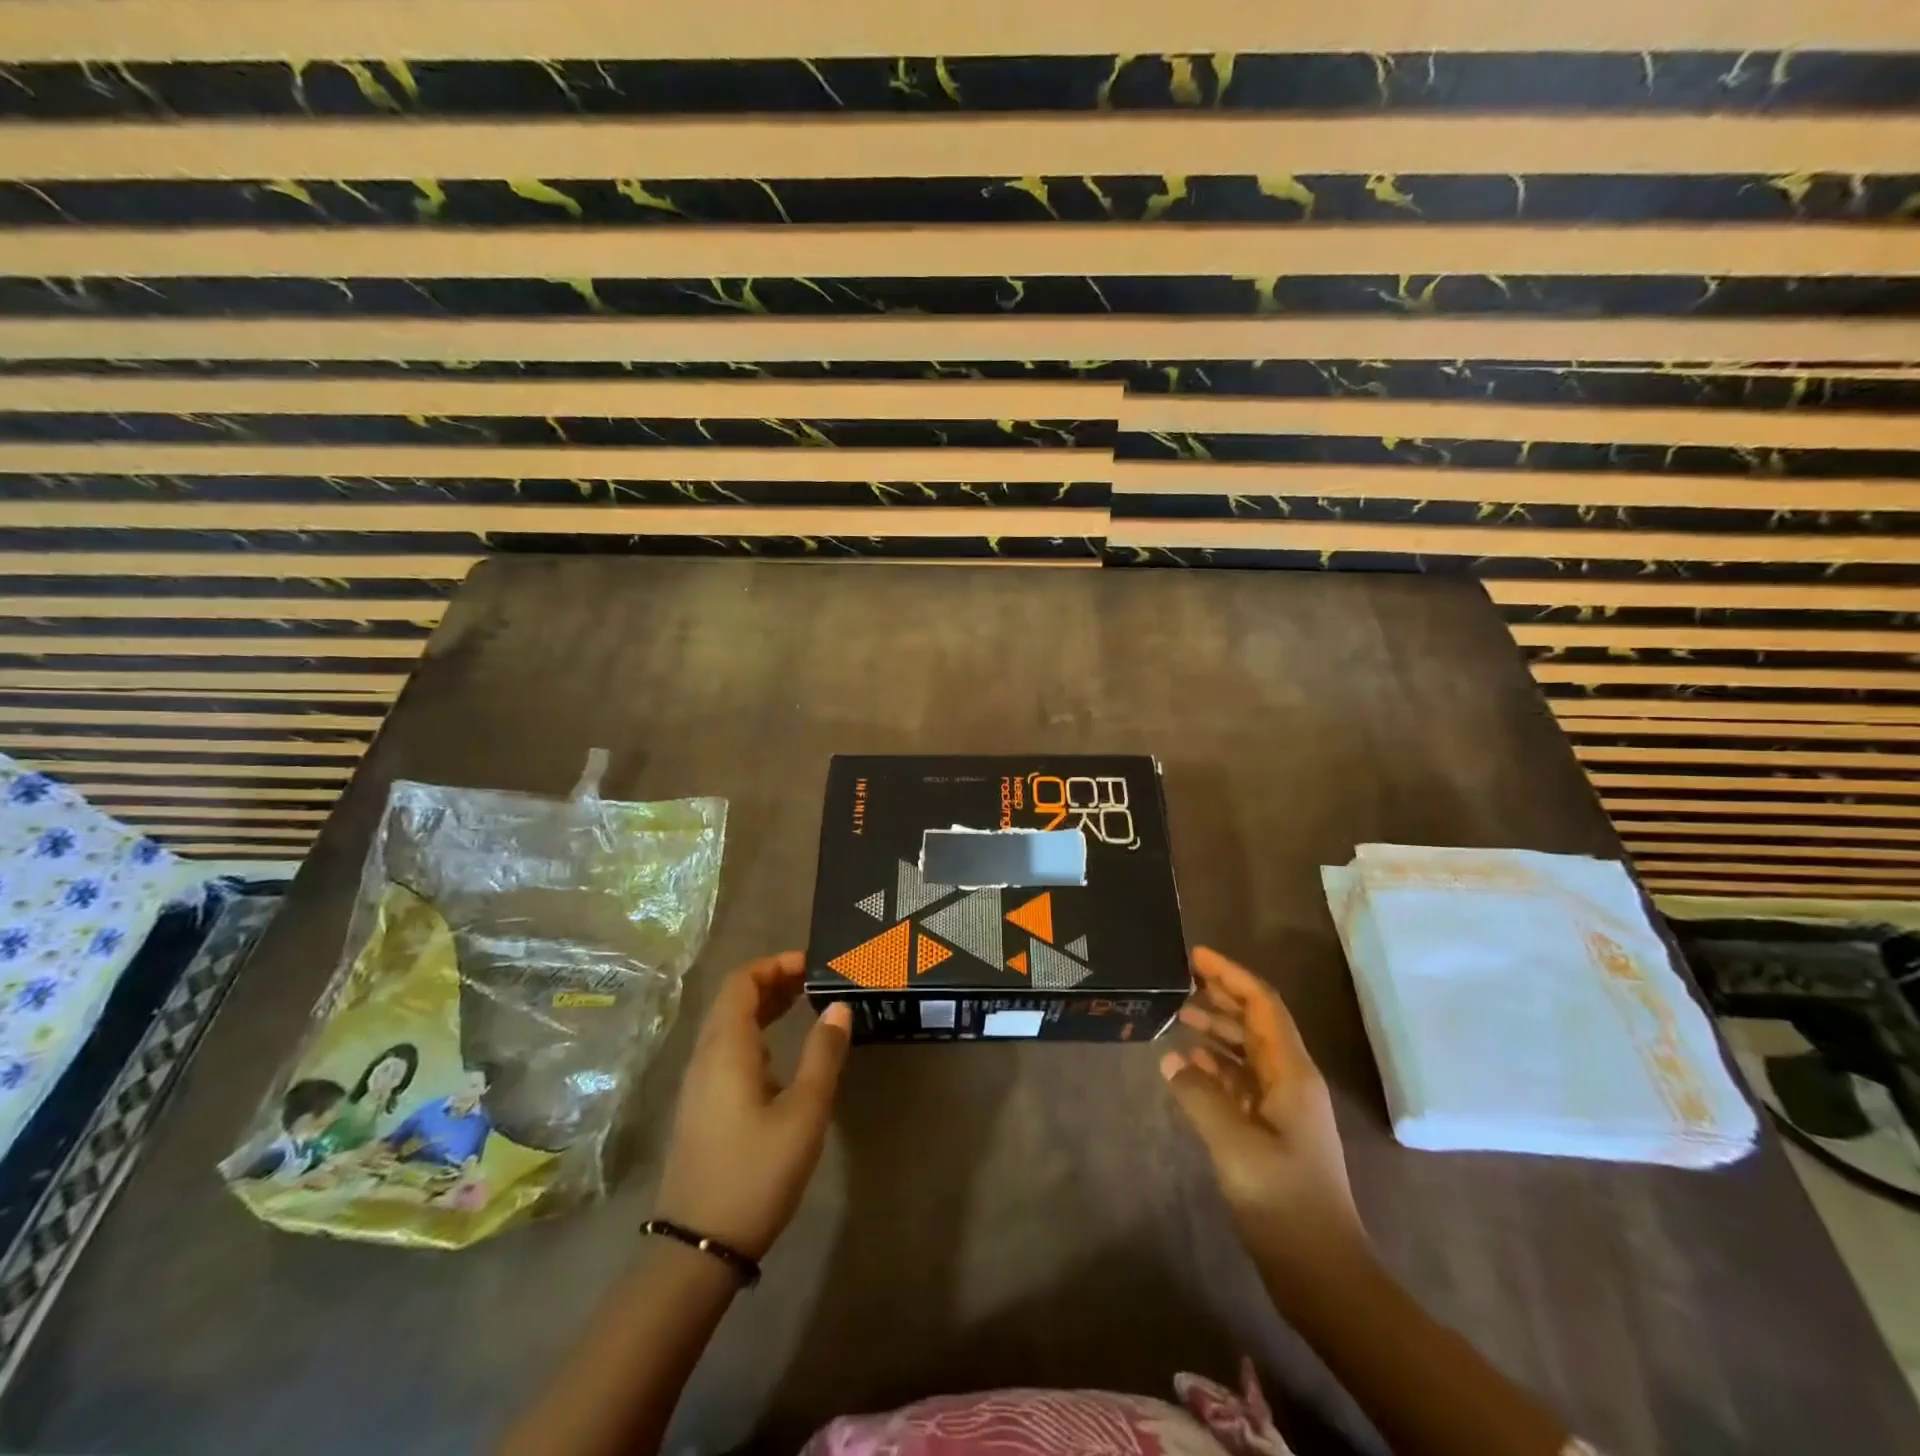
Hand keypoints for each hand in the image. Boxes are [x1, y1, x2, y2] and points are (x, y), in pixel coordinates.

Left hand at [655, 952, 852, 1261]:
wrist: (699, 1248)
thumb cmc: (756, 1172)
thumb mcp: (804, 1112)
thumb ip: (823, 1054)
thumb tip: (839, 1007)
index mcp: (725, 1047)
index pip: (742, 981)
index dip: (776, 964)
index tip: (813, 965)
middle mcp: (705, 1056)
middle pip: (734, 999)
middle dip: (774, 982)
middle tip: (816, 982)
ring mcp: (698, 1084)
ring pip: (729, 1026)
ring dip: (765, 1008)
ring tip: (806, 1006)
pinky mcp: (701, 1108)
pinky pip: (727, 1051)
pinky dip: (756, 1034)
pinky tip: (782, 1057)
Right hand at [1162, 947, 1365, 1272]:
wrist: (1321, 1272)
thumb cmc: (1283, 1200)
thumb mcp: (1233, 1143)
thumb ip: (1198, 1094)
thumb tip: (1170, 1058)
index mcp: (1291, 1073)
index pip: (1262, 1005)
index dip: (1231, 976)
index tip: (1195, 956)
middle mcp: (1290, 1080)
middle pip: (1256, 1022)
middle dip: (1222, 996)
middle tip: (1180, 979)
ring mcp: (1282, 1107)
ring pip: (1247, 1051)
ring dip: (1217, 1029)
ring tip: (1179, 1015)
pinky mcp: (1271, 1131)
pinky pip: (1241, 1082)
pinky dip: (1216, 1065)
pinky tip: (1189, 1063)